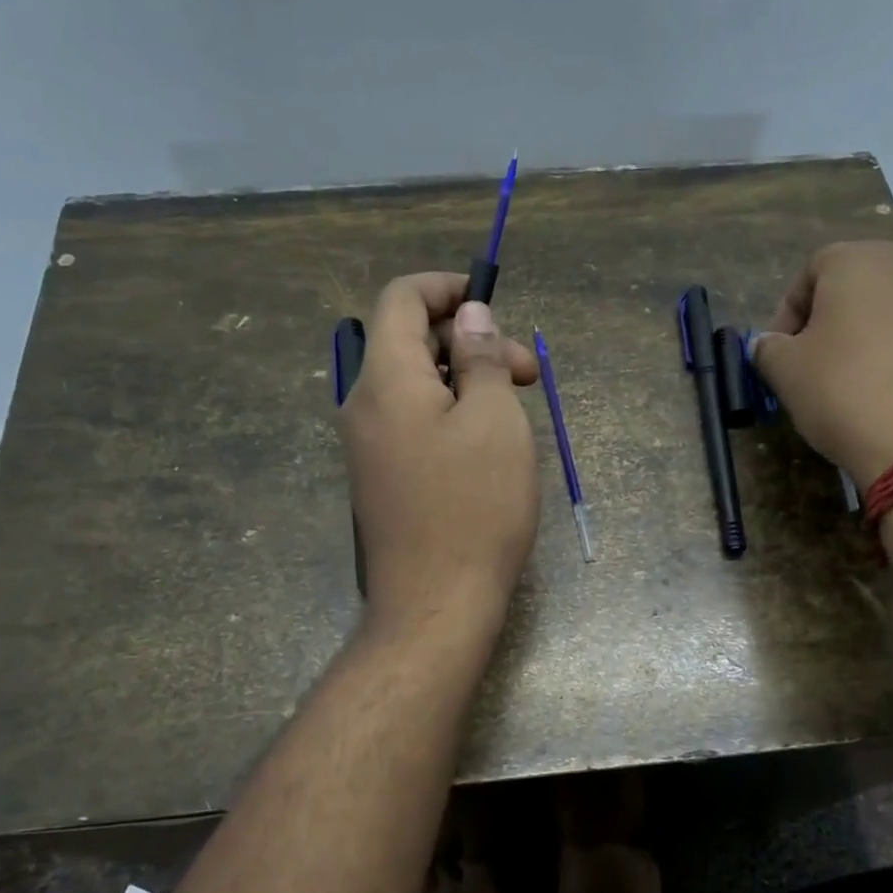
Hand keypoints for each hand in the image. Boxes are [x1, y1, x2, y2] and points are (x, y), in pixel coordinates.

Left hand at [339, 273, 539, 632]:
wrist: (435, 604)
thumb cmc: (475, 507)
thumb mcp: (494, 421)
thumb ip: (480, 359)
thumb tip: (469, 316)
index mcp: (386, 379)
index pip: (401, 299)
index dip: (446, 288)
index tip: (492, 303)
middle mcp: (365, 405)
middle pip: (411, 342)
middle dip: (470, 343)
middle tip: (527, 375)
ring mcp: (369, 445)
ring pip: (417, 385)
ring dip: (466, 381)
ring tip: (517, 411)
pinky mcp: (382, 477)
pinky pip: (413, 422)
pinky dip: (451, 414)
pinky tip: (488, 445)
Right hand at [749, 241, 892, 489]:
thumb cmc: (847, 395)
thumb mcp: (786, 373)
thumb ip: (769, 349)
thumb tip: (769, 344)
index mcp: (863, 261)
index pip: (813, 271)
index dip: (789, 311)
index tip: (782, 352)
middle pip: (865, 284)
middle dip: (837, 319)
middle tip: (821, 364)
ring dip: (882, 335)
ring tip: (868, 381)